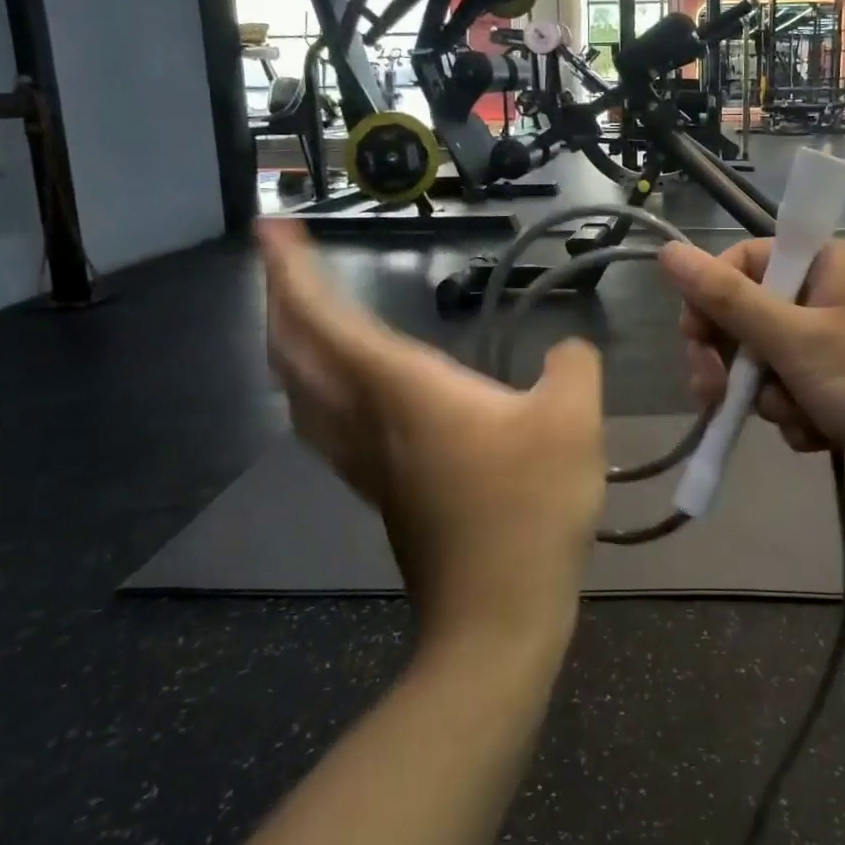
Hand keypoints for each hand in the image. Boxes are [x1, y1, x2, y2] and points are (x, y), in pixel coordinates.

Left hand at [259, 221, 605, 646]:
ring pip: (301, 393)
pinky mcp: (382, 491)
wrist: (496, 618)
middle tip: (282, 260)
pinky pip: (325, 423)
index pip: (325, 318)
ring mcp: (366, 462)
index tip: (271, 227)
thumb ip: (572, 366)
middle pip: (294, 353)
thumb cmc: (530, 508)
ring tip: (301, 313)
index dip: (290, 270)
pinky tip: (341, 388)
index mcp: (401, 389)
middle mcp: (367, 419)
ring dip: (289, 345)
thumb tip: (566, 350)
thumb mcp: (573, 420)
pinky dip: (315, 385)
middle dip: (279, 299)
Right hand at [660, 240, 844, 535]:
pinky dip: (802, 416)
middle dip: (738, 362)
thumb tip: (667, 250)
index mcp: (829, 262)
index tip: (695, 345)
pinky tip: (822, 438)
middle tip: (718, 398)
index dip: (711, 302)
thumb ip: (726, 299)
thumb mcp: (796, 341)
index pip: (744, 262)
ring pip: (775, 362)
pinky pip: (803, 391)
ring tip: (801, 421)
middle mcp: (837, 293)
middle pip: (755, 315)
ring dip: (773, 397)